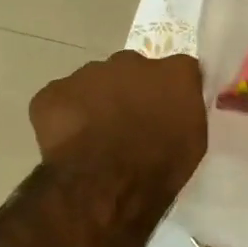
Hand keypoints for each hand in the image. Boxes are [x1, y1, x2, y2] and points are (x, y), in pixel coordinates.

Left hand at [29, 51, 206, 192]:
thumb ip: (187, 114)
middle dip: (132, 93)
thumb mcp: (194, 144)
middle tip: (130, 127)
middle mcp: (133, 61)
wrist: (99, 185)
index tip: (167, 114)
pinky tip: (71, 144)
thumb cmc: (157, 169)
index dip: (172, 93)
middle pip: (134, 72)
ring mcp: (89, 73)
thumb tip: (177, 110)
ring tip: (97, 140)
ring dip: (99, 104)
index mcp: (174, 73)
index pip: (180, 72)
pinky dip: (66, 117)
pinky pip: (63, 100)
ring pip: (96, 84)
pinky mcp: (53, 91)